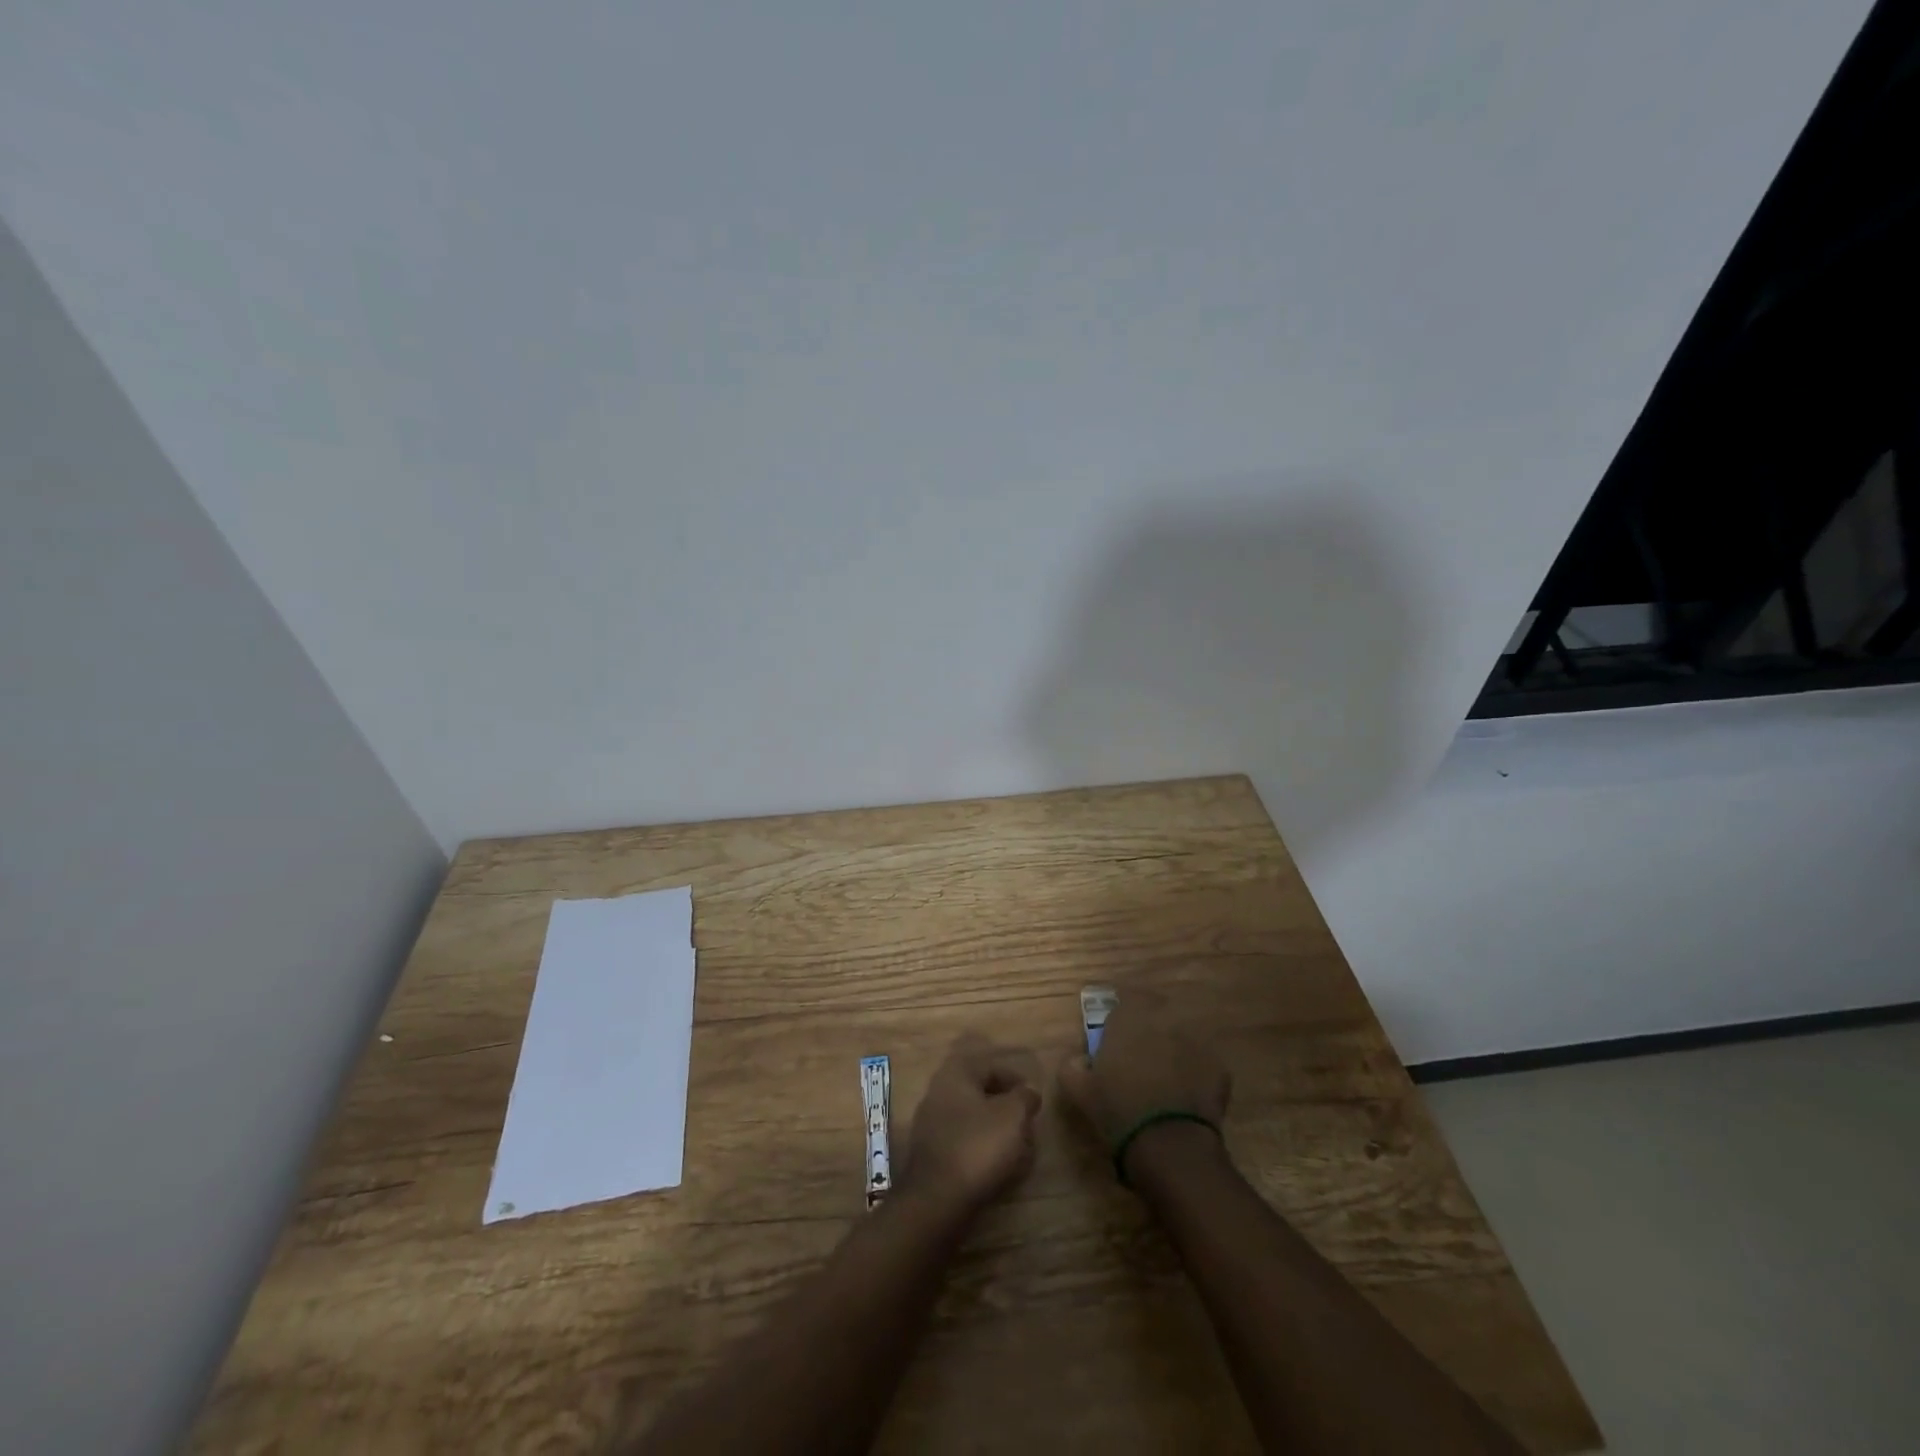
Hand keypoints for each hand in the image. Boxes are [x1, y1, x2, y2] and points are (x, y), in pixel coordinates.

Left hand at [901, 1034, 1042, 1214]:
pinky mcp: (931, 1152)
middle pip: (981, 1092)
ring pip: (973, 1118)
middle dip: (1007, 1108)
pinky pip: (963, 1140)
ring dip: (996, 1130)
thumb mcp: (1012, 1116)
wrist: (937, 1198)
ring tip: (1019, 1150)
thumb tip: (1029, 1091)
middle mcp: (939, 1091)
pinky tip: (998, 1165)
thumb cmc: (978, 1146)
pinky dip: (982, 1147)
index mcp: (956, 1073)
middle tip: (1028, 1126)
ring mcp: (931, 1122)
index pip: (992, 1066)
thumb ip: (1024, 1097)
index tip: (1035, 1101)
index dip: (1017, 1081)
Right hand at [1058, 988, 1230, 1170]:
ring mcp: (1195, 1041)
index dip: (1122, 1014)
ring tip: (1165, 1076)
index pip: (1125, 997)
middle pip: (1157, 1012)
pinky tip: (1186, 1096)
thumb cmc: (1117, 1109)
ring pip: (1181, 1037)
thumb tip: (1077, 1059)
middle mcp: (1163, 1019)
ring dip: (1173, 1049)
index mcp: (1128, 1017)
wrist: (1169, 1143)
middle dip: (1149, 1027)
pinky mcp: (1218, 1067)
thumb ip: (1072, 1066)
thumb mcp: (1079, 1090)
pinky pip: (1203, 1064)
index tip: (1116, 1032)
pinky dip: (1195, 1074)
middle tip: (1140, 1053)